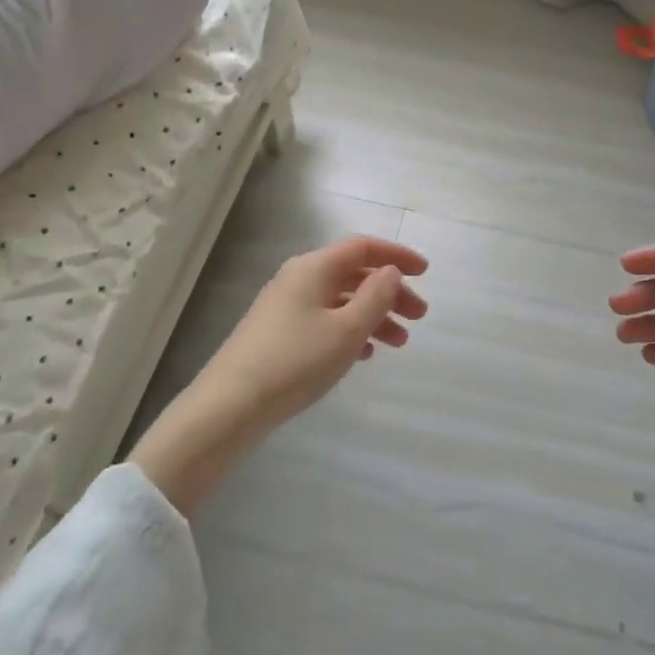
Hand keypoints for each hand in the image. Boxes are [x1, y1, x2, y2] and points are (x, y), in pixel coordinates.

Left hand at [203, 235, 429, 428]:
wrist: (229, 406)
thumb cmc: (295, 361)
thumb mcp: (347, 330)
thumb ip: (376, 296)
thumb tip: (390, 272)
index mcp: (315, 268)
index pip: (363, 247)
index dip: (397, 256)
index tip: (425, 272)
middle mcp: (299, 279)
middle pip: (354, 274)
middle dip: (390, 292)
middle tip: (419, 317)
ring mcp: (286, 306)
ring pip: (341, 300)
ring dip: (374, 315)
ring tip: (399, 343)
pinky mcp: (279, 333)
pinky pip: (325, 320)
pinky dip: (350, 330)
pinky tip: (364, 355)